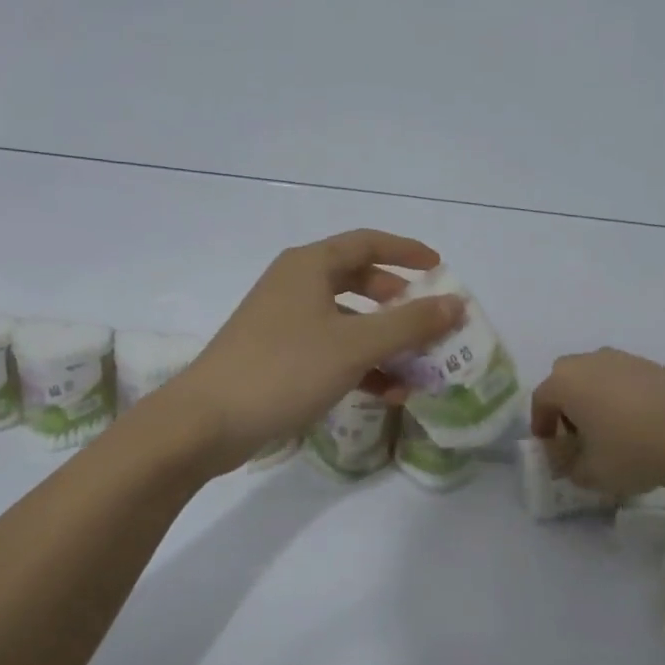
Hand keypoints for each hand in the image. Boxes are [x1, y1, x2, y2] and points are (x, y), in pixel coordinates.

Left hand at [165, 231, 464, 469]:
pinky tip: (388, 393)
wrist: (207, 422)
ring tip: (418, 366)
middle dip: (398, 302)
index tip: (440, 267)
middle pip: (359, 281)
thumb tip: (457, 304)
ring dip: (384, 341)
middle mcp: (296, 285)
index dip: (407, 251)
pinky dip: (361, 365)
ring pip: (347, 320)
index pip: (368, 242)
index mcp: (310, 265)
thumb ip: (410, 324)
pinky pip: (331, 350)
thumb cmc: (285, 369)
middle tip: (429, 320)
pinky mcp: (278, 357)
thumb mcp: (355, 345)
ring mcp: (284, 322)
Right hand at [530, 348, 664, 498]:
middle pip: (566, 380)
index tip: (550, 446)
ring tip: (610, 428)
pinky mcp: (653, 365)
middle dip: (566, 405)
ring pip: (597, 376)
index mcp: (565, 382)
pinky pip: (625, 379)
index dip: (541, 425)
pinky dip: (623, 396)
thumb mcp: (591, 473)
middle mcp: (589, 362)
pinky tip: (639, 423)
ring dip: (596, 398)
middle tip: (577, 434)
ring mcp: (623, 359)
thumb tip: (566, 462)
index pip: (541, 400)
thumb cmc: (630, 451)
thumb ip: (569, 467)